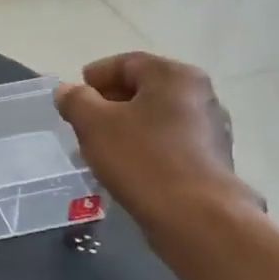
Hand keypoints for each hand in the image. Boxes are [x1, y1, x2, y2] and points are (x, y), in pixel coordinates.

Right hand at [55, 53, 260, 239]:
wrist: (196, 217)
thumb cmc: (142, 159)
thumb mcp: (94, 125)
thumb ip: (76, 101)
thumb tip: (67, 91)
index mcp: (174, 76)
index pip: (127, 63)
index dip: (96, 75)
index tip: (74, 94)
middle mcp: (200, 94)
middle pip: (145, 88)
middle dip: (110, 101)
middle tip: (83, 120)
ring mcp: (211, 128)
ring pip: (157, 116)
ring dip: (128, 125)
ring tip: (101, 145)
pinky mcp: (211, 159)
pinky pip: (170, 141)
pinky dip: (146, 145)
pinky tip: (128, 165)